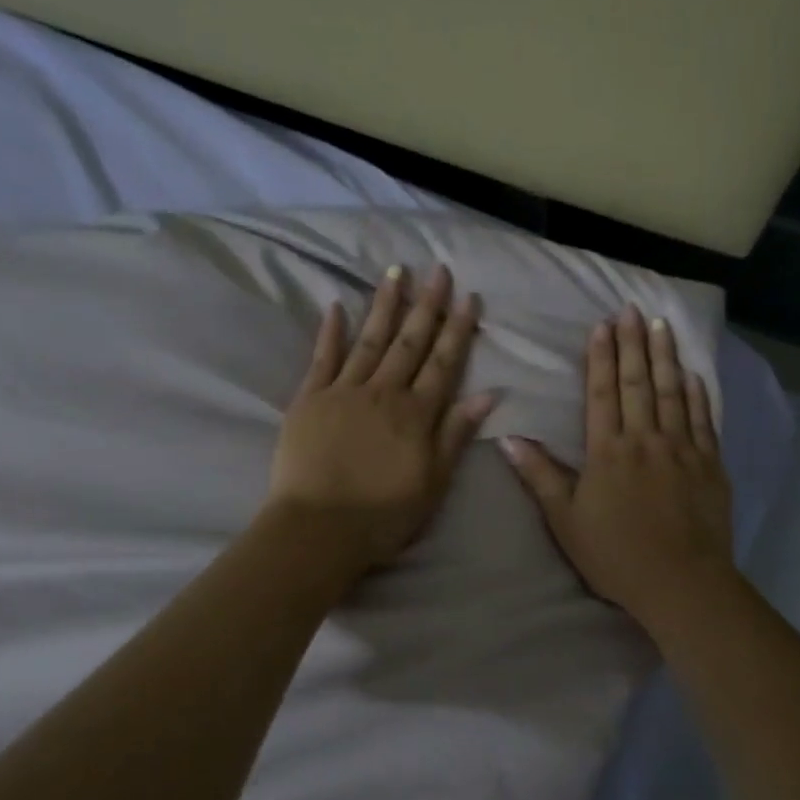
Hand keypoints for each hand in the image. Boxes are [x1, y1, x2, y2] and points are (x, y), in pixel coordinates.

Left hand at [267, 264, 495, 574]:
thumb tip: (490, 394)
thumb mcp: (434, 483)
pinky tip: (337, 305)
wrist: (318, 529)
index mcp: (416, 415)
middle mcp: (384, 393)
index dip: (458, 329)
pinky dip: (330, 331)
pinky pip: (322, 358)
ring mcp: (343, 392)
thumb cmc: (383, 515)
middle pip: (409, 342)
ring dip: (385, 305)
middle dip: (426, 305)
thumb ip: (456, 434)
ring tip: (396, 272)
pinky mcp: (309, 400)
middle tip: (438, 270)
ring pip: (370, 340)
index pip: (443, 363)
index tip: (469, 297)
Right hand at [500, 306, 734, 625]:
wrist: (681, 583)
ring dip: (666, 357)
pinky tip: (694, 374)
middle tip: (632, 309)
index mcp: (608, 451)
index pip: (602, 392)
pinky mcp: (710, 465)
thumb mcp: (566, 521)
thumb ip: (541, 477)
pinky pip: (704, 420)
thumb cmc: (616, 556)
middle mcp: (646, 439)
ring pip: (673, 392)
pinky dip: (698, 394)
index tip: (602, 325)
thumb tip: (509, 440)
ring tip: (662, 325)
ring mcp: (682, 449)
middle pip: (638, 383)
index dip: (601, 357)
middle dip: (633, 343)